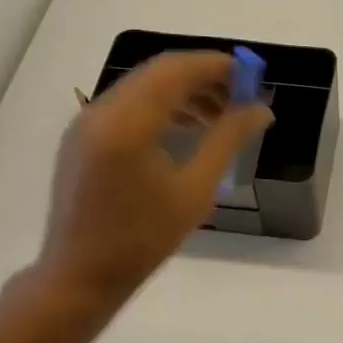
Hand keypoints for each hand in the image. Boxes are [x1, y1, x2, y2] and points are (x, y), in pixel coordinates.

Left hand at [33, 51, 272, 306]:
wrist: (80, 276)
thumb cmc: (143, 239)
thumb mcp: (196, 190)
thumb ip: (229, 140)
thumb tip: (261, 109)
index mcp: (128, 122)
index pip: (177, 70)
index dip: (218, 65)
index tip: (252, 76)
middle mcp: (101, 111)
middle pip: (159, 72)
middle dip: (203, 76)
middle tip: (242, 95)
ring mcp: (87, 122)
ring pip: (143, 86)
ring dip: (183, 90)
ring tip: (219, 116)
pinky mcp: (82, 138)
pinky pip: (127, 104)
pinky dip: (160, 105)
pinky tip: (185, 128)